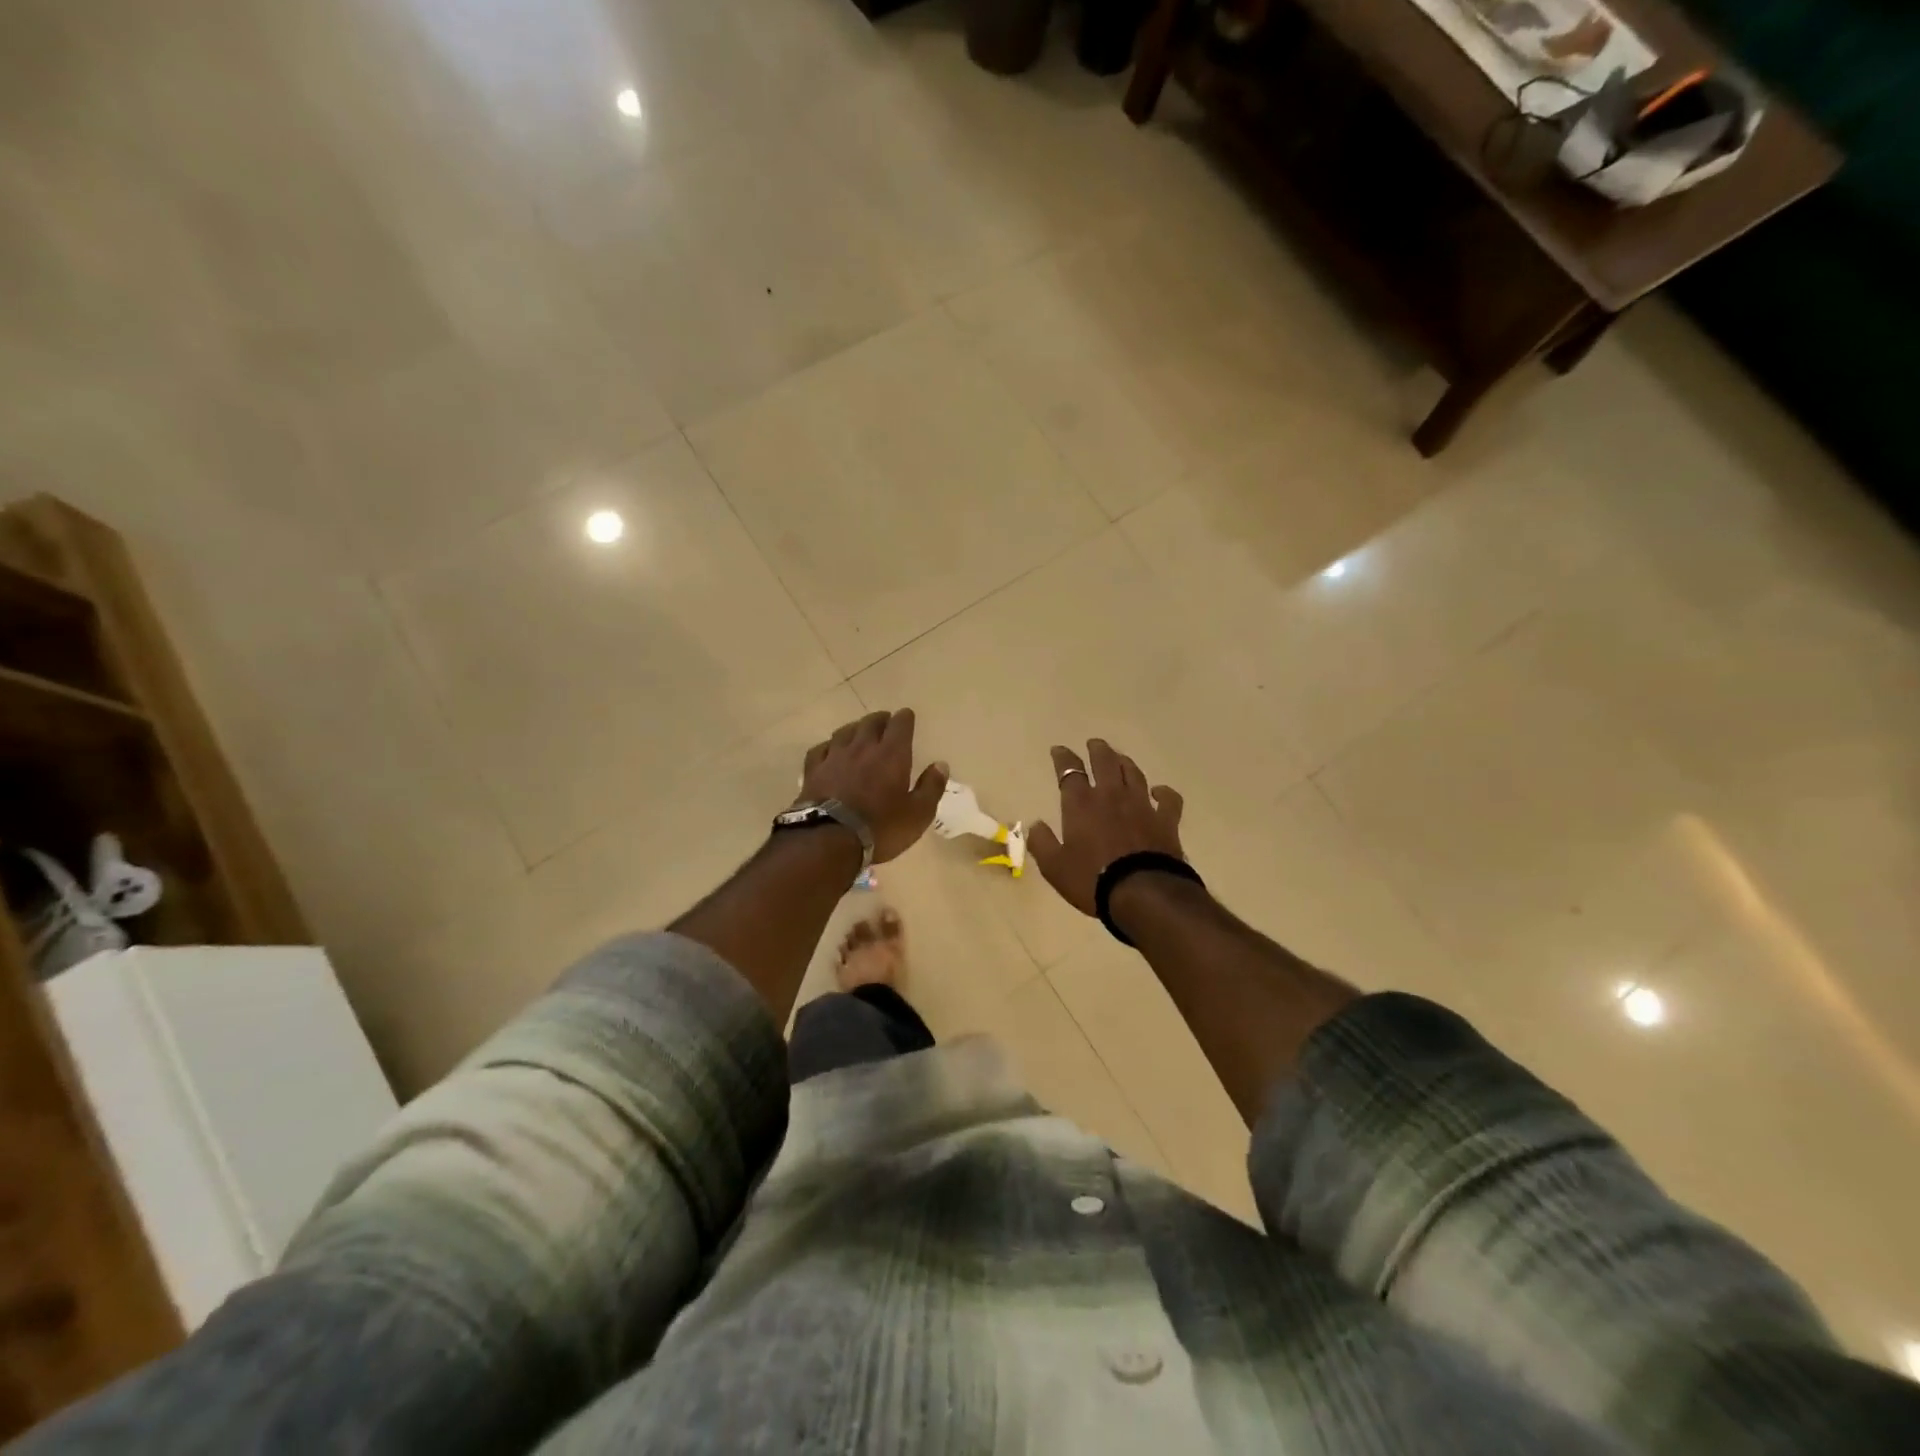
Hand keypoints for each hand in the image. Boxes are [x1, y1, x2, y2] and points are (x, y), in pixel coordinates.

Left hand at [798, 709, 948, 863]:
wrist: (829, 839)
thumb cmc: (881, 827)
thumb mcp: (918, 813)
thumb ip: (931, 787)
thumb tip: (941, 765)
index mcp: (892, 754)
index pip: (900, 724)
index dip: (905, 718)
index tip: (907, 717)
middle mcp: (863, 747)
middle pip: (871, 722)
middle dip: (881, 720)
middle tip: (885, 723)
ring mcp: (835, 756)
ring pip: (845, 731)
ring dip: (855, 729)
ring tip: (859, 733)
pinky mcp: (813, 770)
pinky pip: (821, 748)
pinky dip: (829, 746)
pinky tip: (830, 751)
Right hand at [1029, 739, 1185, 916]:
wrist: (1142, 894)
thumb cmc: (1092, 880)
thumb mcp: (1054, 867)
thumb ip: (1042, 843)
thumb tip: (1035, 824)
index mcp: (1081, 804)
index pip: (1069, 771)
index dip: (1063, 758)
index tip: (1059, 750)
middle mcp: (1111, 796)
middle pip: (1105, 762)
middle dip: (1098, 750)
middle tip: (1094, 744)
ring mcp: (1141, 805)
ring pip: (1133, 773)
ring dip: (1125, 763)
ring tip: (1120, 759)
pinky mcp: (1166, 820)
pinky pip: (1168, 799)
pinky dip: (1163, 792)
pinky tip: (1159, 791)